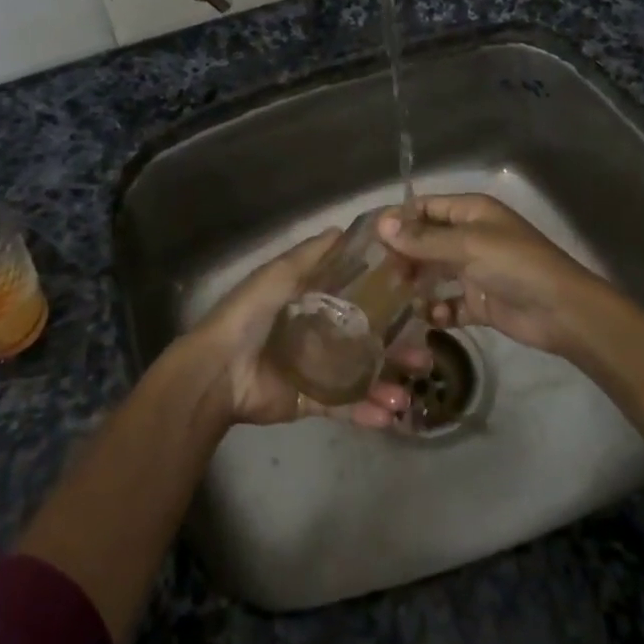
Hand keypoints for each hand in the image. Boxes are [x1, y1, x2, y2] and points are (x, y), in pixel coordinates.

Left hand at [177, 229, 417, 428]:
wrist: (220, 371)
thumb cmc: (251, 315)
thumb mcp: (279, 275)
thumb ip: (310, 255)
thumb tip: (342, 229)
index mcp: (311, 302)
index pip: (357, 297)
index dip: (386, 299)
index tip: (417, 298)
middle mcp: (319, 333)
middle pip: (366, 339)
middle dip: (396, 348)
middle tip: (424, 354)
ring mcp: (318, 369)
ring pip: (362, 375)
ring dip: (387, 384)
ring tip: (410, 392)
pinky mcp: (312, 400)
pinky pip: (345, 406)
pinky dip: (367, 411)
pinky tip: (390, 414)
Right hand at [377, 195, 610, 358]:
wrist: (561, 311)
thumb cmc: (514, 265)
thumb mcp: (467, 246)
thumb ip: (423, 239)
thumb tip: (382, 224)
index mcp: (471, 213)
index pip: (426, 208)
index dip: (399, 220)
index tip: (369, 239)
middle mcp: (470, 237)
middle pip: (426, 242)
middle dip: (403, 256)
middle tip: (376, 275)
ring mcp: (474, 271)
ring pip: (434, 274)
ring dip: (415, 284)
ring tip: (391, 298)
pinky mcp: (479, 302)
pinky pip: (448, 304)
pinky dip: (437, 311)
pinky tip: (427, 318)